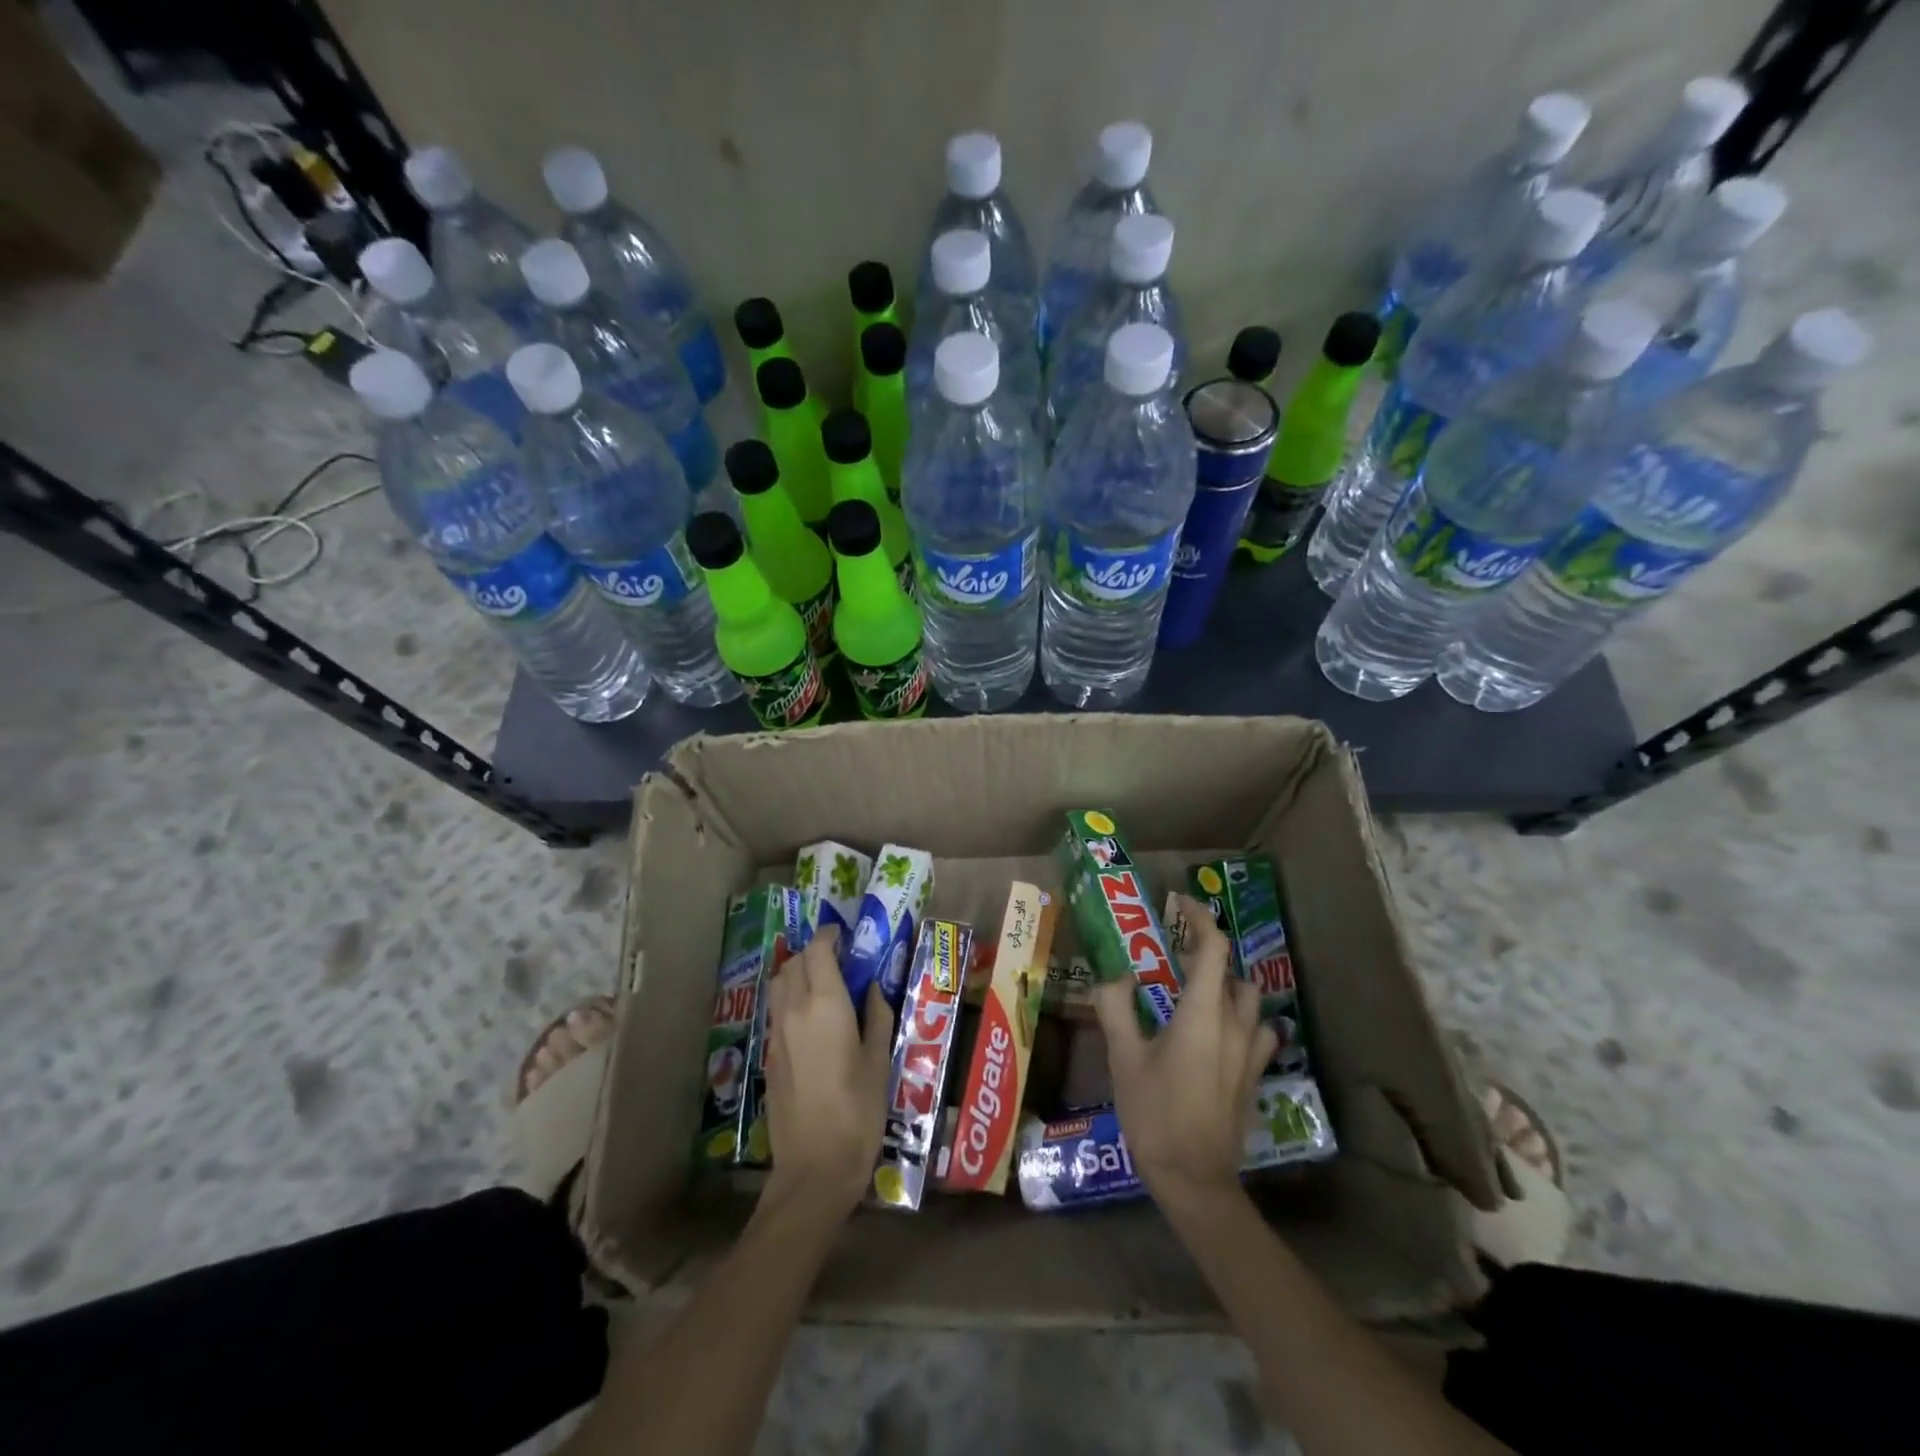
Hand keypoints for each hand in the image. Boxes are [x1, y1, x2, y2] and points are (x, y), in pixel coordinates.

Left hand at [761, 925, 895, 1217]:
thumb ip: (878, 1015)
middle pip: (794, 962)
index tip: (846, 936)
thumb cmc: (858, 1111)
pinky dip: (790, 999)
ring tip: (823, 985)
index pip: (817, 950)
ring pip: (779, 984)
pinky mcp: (769, 1056)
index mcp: (824, 1004)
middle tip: (840, 961)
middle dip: (814, 953)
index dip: (830, 936)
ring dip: (797, 973)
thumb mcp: (880, 1060)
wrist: (815, 1168)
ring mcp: (776, 1034)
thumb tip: (873, 987)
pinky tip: (812, 1019)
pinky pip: (776, 1010)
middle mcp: (793, 1010)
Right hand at [1095, 894, 1276, 1210]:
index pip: (1213, 948)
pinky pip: (1260, 1030)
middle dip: (1205, 953)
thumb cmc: (1155, 1113)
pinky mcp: (1254, 1074)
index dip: (1200, 918)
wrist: (1194, 1179)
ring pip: (1249, 998)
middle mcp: (1234, 1024)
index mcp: (1201, 1013)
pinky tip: (1221, 1032)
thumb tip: (1115, 976)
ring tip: (1194, 992)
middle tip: (1172, 957)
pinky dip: (1244, 1018)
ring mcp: (1250, 1051)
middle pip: (1231, 970)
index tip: (1180, 905)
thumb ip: (1116, 1007)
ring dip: (1226, 984)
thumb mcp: (1123, 1058)